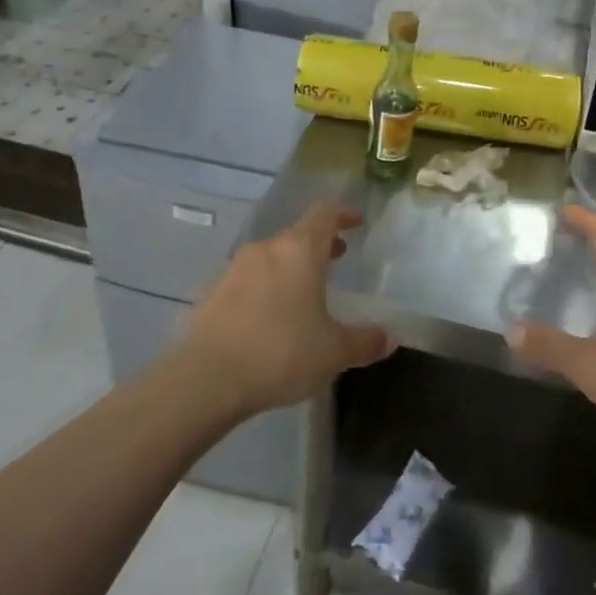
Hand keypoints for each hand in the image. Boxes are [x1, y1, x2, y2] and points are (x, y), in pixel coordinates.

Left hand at [179, 203, 393, 415]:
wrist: (207, 379)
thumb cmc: (281, 353)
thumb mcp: (333, 352)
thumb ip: (364, 341)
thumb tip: (388, 338)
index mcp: (299, 251)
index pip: (324, 215)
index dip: (342, 215)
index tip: (356, 222)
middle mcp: (266, 249)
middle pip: (296, 235)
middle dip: (318, 245)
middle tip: (336, 259)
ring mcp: (234, 269)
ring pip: (269, 257)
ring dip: (289, 267)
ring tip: (303, 293)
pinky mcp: (211, 292)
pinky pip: (246, 281)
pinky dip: (263, 289)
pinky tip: (268, 318)